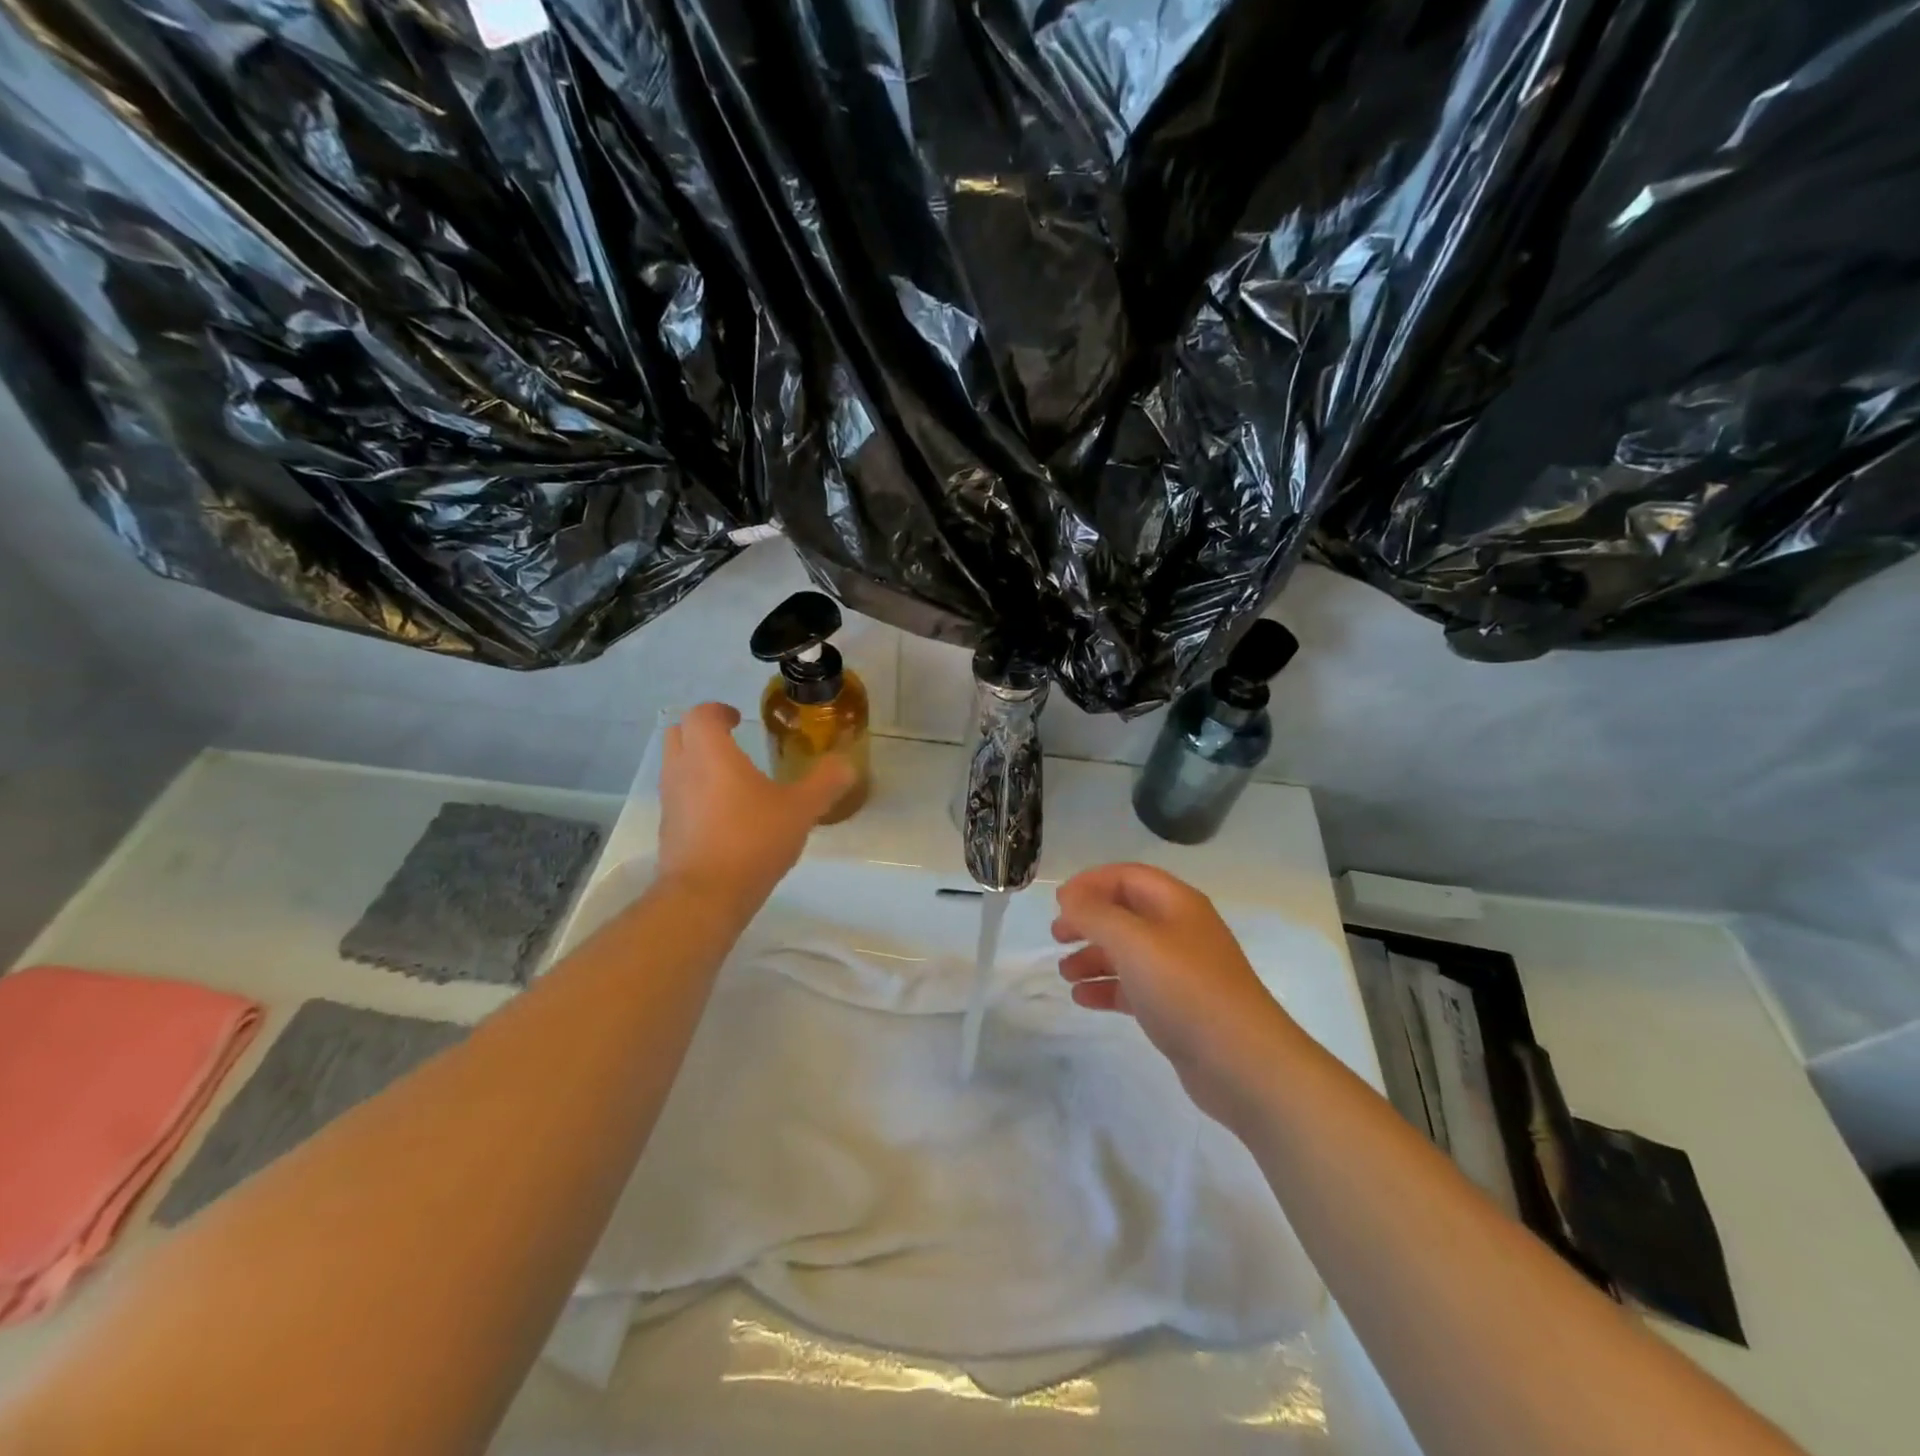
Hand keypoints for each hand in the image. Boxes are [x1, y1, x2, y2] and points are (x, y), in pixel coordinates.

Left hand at [657, 703, 854, 908]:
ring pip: (675, 766)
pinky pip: (679, 798)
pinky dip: (696, 795)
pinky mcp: (669, 830)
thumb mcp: (801, 810)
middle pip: (679, 733)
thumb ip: (825, 783)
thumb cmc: (752, 840)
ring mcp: (670, 801)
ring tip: (732, 779)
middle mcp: (682, 770)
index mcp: (711, 753)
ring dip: (697, 763)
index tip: (738, 719)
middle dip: (702, 732)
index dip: (719, 711)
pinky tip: (726, 816)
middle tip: (731, 741)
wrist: (705, 896)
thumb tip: (846, 765)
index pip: (702, 714)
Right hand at [1052, 863, 1302, 1123]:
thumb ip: (1095, 914)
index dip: (1090, 882)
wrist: (1243, 1063)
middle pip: (1126, 912)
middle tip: (1056, 935)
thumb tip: (1070, 897)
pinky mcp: (1178, 1007)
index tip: (1058, 902)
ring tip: (1064, 972)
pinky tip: (1082, 998)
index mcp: (1176, 903)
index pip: (1127, 876)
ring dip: (1093, 955)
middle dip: (1089, 920)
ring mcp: (1181, 970)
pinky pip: (1134, 986)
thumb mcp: (1133, 942)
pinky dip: (1107, 986)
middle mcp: (1180, 930)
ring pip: (1128, 951)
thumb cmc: (1185, 989)